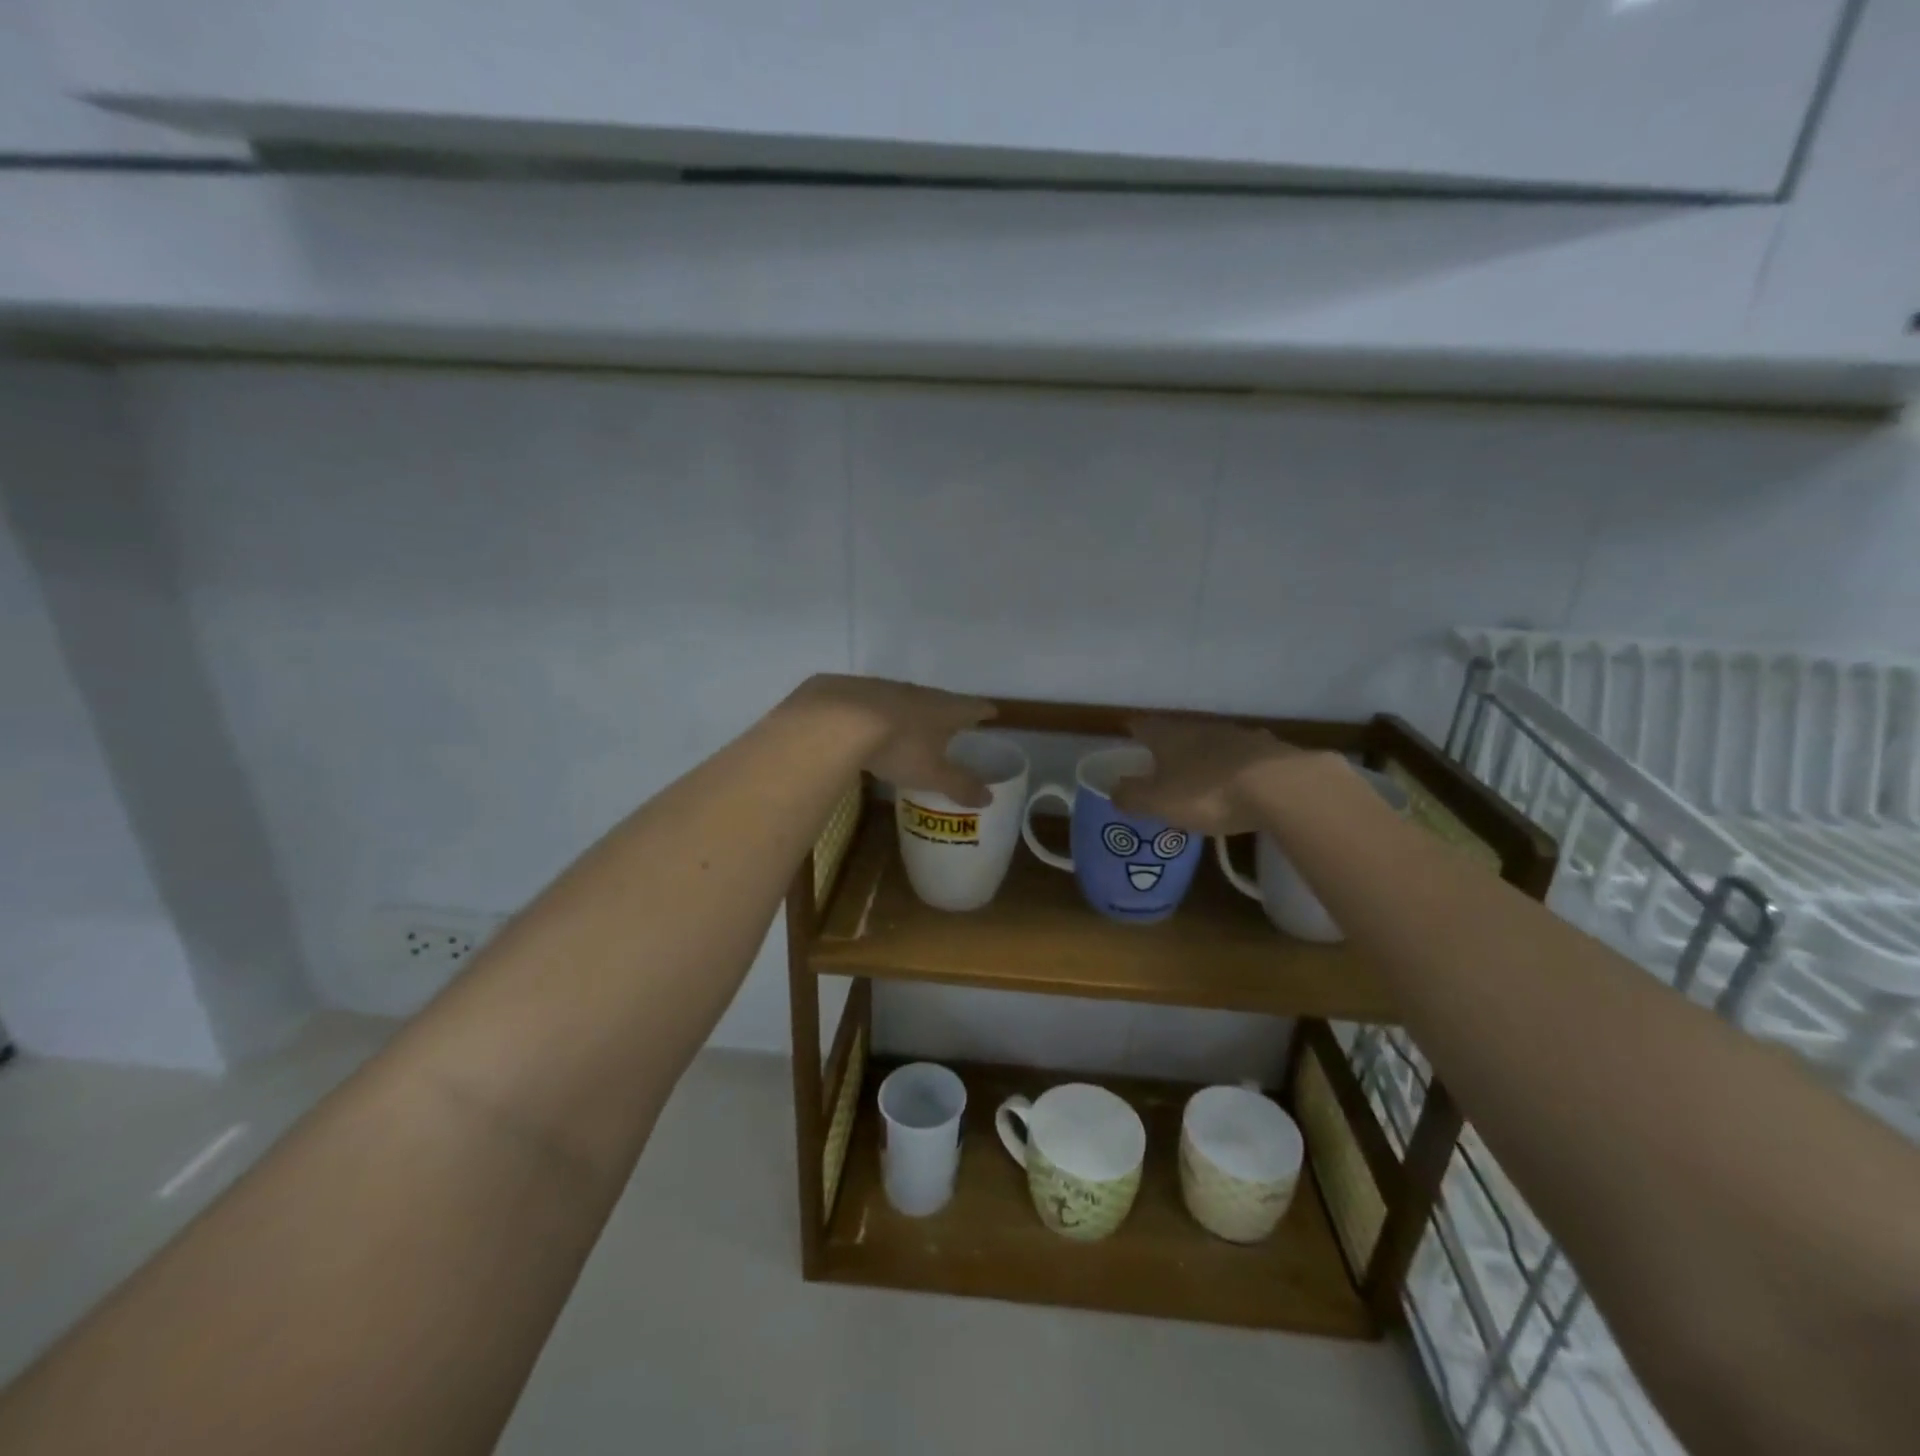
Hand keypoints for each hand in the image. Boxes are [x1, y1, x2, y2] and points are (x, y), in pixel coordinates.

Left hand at [786, 674, 997, 807]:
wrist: (839, 719)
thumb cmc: (899, 747)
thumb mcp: (933, 774)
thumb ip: (960, 785)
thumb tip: (989, 798)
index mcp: (945, 709)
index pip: (973, 707)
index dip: (984, 711)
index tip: (992, 713)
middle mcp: (919, 692)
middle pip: (940, 700)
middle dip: (948, 712)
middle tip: (953, 724)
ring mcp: (886, 688)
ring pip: (907, 700)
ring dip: (913, 712)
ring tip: (914, 727)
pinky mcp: (855, 691)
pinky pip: (876, 703)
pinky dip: (881, 715)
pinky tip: (872, 727)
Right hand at [1110, 715, 1308, 835]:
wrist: (1283, 788)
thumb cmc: (1209, 792)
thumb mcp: (1159, 802)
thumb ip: (1132, 796)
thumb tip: (1113, 790)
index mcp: (1171, 736)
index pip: (1144, 726)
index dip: (1133, 731)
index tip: (1127, 735)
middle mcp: (1203, 728)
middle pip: (1180, 733)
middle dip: (1170, 746)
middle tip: (1162, 764)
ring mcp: (1241, 737)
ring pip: (1215, 743)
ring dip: (1206, 755)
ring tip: (1201, 775)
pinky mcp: (1272, 752)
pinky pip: (1245, 758)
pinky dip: (1238, 768)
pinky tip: (1242, 782)